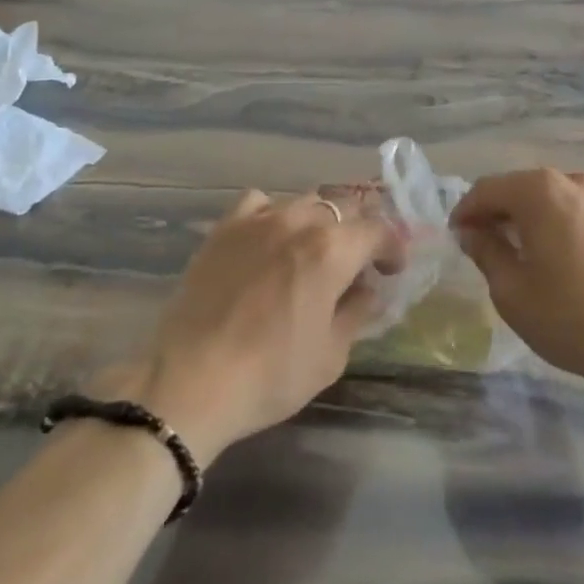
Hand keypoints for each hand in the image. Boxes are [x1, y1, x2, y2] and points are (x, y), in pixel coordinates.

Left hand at [110, 191, 404, 465]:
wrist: (190, 382)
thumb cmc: (270, 375)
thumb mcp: (330, 355)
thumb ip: (355, 312)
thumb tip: (366, 290)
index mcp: (332, 250)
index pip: (378, 230)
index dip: (393, 246)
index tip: (392, 269)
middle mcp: (298, 222)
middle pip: (344, 207)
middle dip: (359, 231)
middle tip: (358, 262)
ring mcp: (258, 220)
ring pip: (304, 202)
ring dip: (320, 221)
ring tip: (314, 250)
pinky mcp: (224, 229)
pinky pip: (258, 203)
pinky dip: (274, 213)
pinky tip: (270, 238)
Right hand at [451, 169, 583, 399]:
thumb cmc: (570, 317)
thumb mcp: (512, 291)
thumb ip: (486, 252)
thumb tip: (471, 232)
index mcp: (540, 191)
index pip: (487, 189)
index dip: (466, 212)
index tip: (455, 236)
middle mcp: (572, 181)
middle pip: (520, 188)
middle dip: (497, 212)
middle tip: (481, 244)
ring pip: (550, 198)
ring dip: (528, 217)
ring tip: (518, 251)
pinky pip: (576, 210)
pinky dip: (557, 223)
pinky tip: (556, 256)